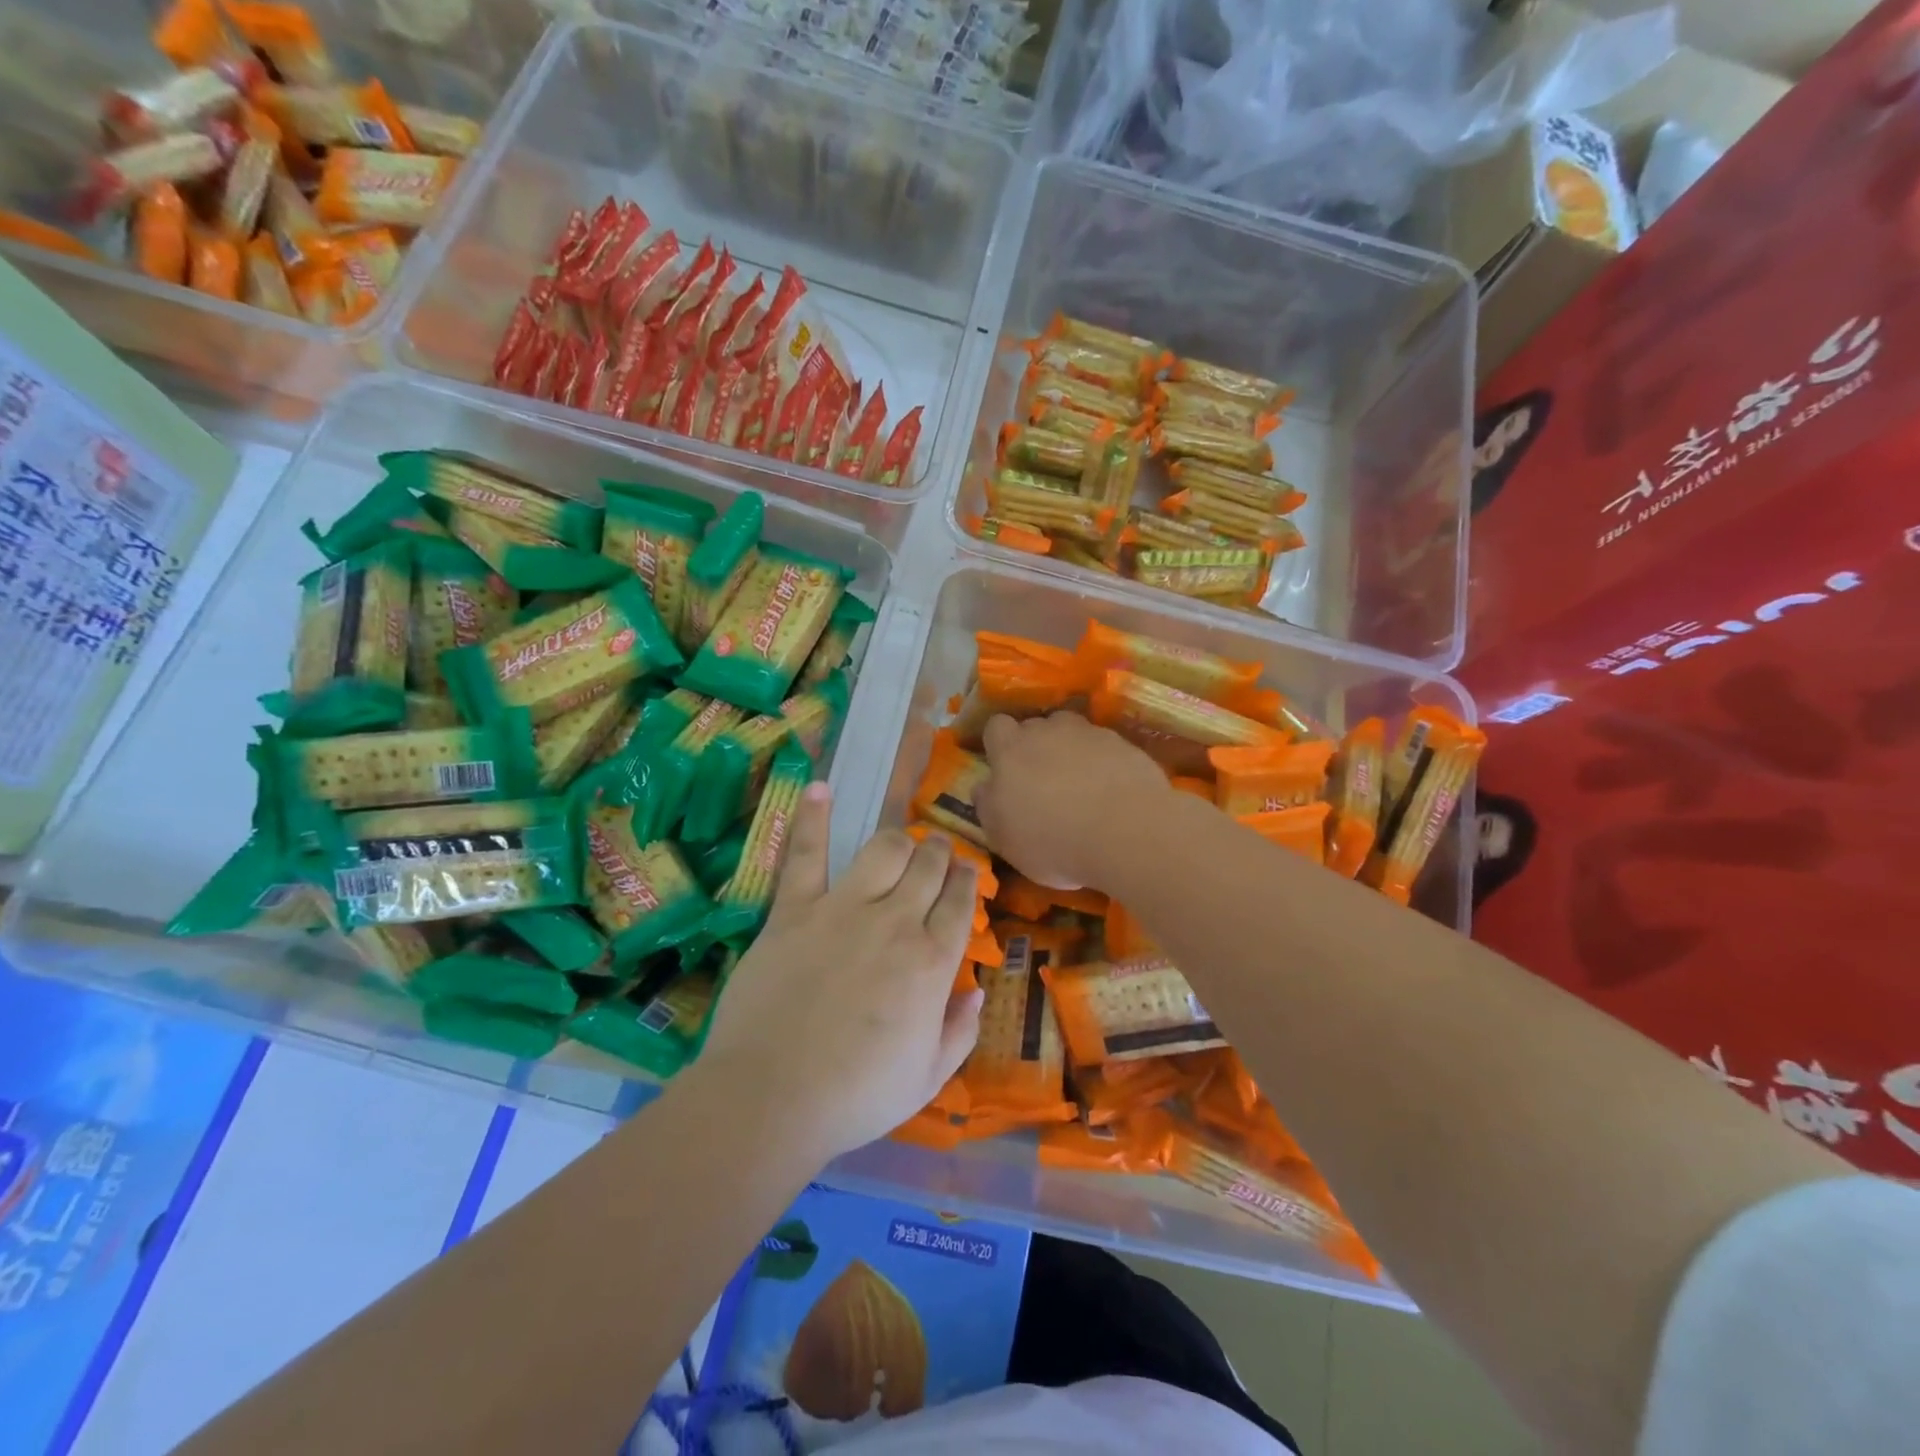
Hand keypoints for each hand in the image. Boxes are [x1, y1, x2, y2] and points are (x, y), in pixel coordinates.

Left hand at [699, 782, 983, 1163]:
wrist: (772, 1098)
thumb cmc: (855, 1096)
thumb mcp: (927, 1078)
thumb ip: (960, 1031)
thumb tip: (976, 989)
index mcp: (932, 962)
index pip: (960, 902)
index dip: (966, 880)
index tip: (965, 872)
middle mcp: (896, 921)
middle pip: (928, 866)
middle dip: (939, 853)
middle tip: (937, 852)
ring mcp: (843, 908)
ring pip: (884, 848)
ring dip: (899, 838)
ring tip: (901, 838)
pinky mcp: (794, 909)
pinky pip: (805, 853)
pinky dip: (812, 818)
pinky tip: (821, 787)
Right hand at [976, 712, 1170, 889]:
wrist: (1127, 834)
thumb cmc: (1053, 841)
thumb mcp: (1004, 838)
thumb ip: (988, 806)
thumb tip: (983, 786)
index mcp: (1011, 750)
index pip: (996, 727)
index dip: (999, 744)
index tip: (1005, 768)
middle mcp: (1048, 731)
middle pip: (1036, 726)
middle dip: (1036, 746)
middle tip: (1043, 781)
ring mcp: (1090, 734)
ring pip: (1073, 732)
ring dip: (1071, 750)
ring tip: (1080, 783)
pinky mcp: (1125, 745)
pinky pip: (1106, 747)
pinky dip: (1104, 763)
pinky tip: (1111, 792)